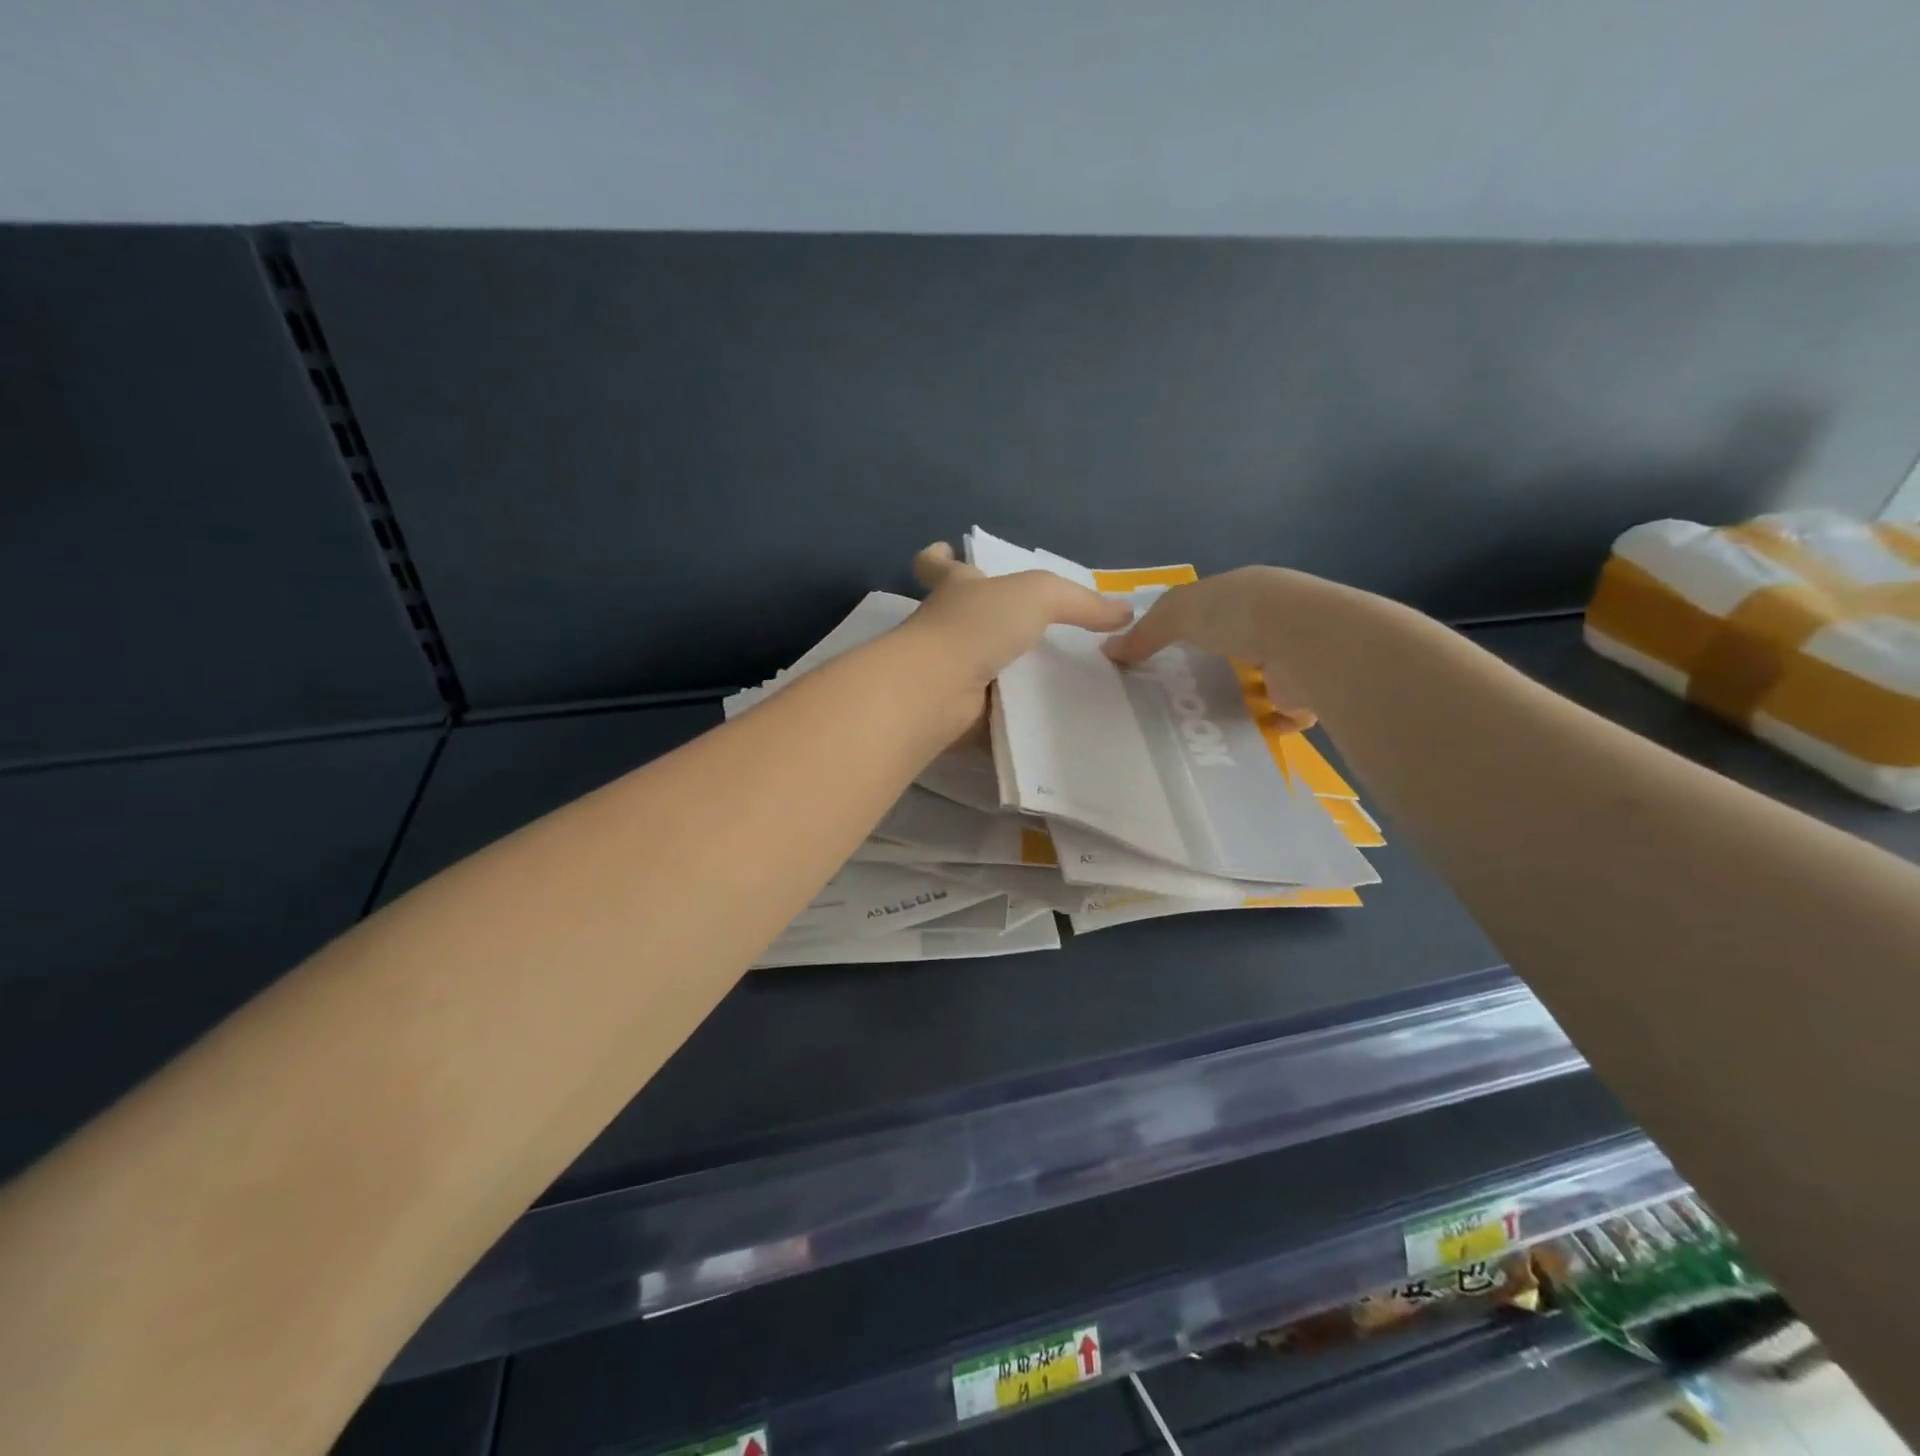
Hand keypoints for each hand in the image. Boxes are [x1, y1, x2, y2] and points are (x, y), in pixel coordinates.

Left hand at [905, 543, 1133, 689]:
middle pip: (961, 617)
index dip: (939, 557)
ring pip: (978, 665)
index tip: (943, 551)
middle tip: (1028, 630)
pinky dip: (1012, 711)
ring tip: (1052, 678)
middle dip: (986, 620)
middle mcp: (946, 627)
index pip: (938, 565)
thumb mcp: (1038, 595)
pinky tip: (1046, 716)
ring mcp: (947, 670)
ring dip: (1005, 670)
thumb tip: (1124, 612)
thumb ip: (1080, 602)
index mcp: (957, 589)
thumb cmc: (976, 625)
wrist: (939, 689)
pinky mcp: (956, 710)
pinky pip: (990, 708)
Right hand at [1103, 566, 1317, 732]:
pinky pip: (1285, 714)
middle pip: (1241, 645)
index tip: (1168, 652)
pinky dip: (1267, 724)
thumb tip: (1108, 651)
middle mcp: (1276, 621)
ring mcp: (1296, 657)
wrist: (1307, 640)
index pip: (1216, 608)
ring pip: (1265, 680)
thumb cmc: (1239, 614)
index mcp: (1247, 593)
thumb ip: (1145, 633)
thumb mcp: (1179, 613)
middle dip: (1219, 665)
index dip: (1192, 626)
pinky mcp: (1309, 693)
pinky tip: (1243, 733)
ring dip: (1244, 696)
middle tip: (1183, 693)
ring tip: (1205, 719)